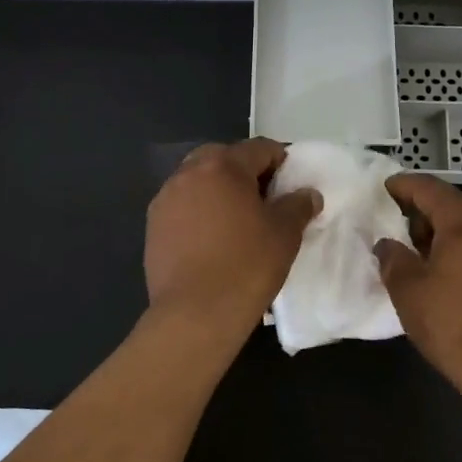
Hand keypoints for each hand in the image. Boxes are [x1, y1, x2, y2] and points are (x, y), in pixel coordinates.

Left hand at [145, 139, 320, 338]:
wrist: (195, 314)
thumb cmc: (247, 266)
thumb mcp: (285, 233)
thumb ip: (298, 205)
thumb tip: (307, 194)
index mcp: (223, 166)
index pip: (259, 148)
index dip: (281, 161)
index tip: (292, 184)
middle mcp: (188, 173)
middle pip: (223, 158)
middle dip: (245, 172)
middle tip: (264, 200)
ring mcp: (165, 199)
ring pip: (198, 181)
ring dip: (219, 191)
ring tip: (236, 221)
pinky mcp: (153, 226)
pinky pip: (182, 206)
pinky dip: (199, 212)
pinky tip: (212, 240)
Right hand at [377, 173, 461, 430]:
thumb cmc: (454, 326)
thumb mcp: (409, 293)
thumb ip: (393, 259)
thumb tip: (387, 244)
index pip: (430, 189)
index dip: (404, 185)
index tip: (385, 187)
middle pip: (456, 201)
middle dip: (427, 207)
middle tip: (402, 224)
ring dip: (449, 227)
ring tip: (425, 249)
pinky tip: (454, 267)